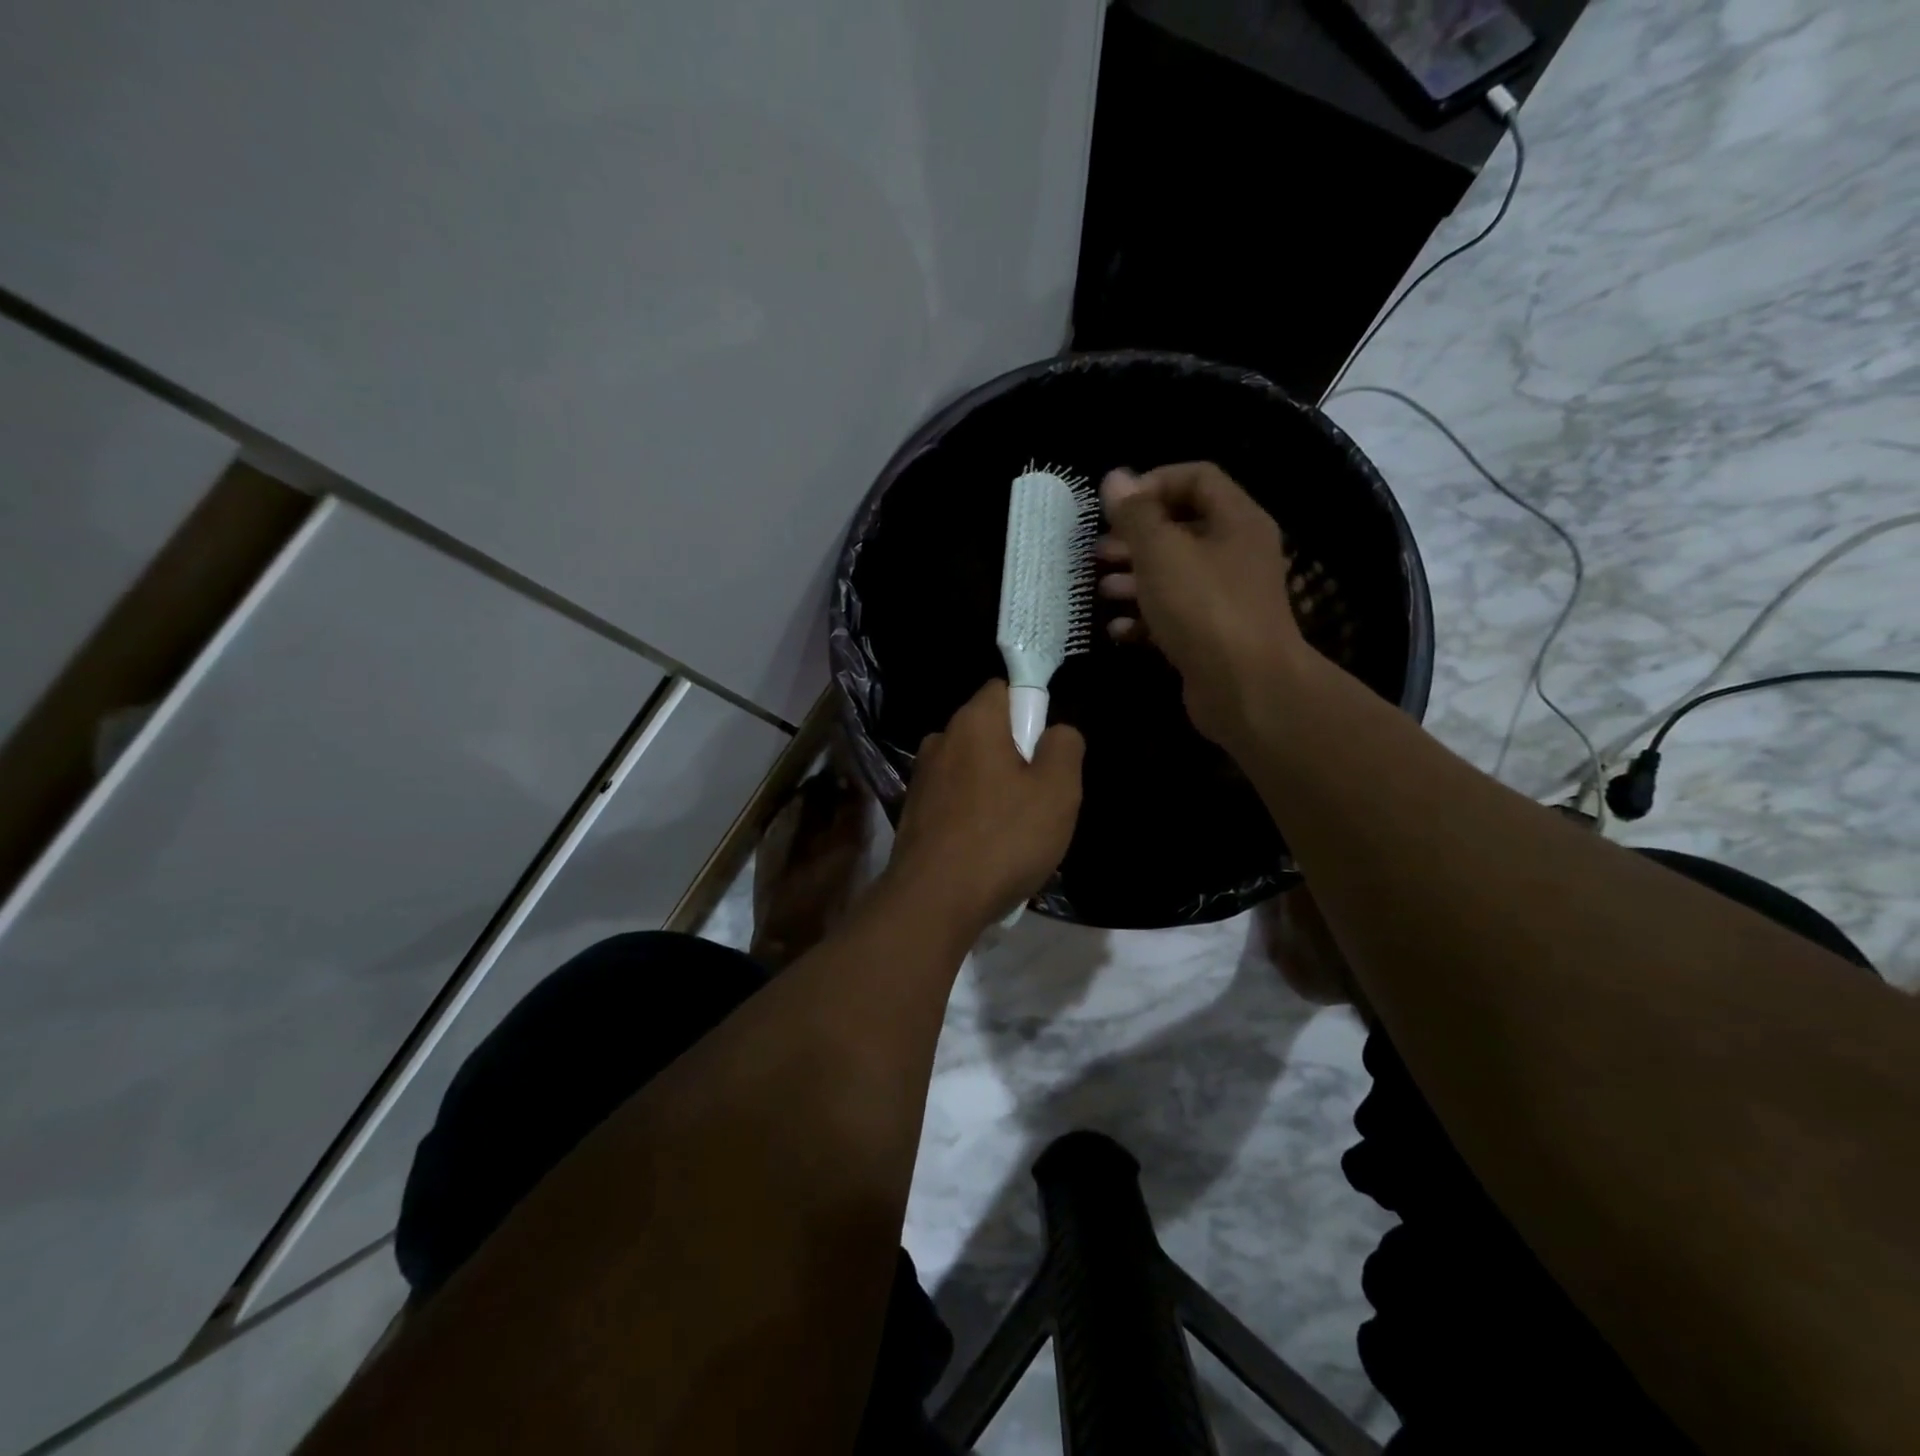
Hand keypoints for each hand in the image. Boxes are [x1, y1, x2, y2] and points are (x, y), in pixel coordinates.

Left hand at [884, 680, 1084, 933]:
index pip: (1004, 688)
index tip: (1047, 747)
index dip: (1032, 709)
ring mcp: (922, 778)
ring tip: (1015, 830)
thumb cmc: (1003, 839)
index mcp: (973, 723)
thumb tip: (1056, 731)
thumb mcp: (1058, 791)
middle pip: (988, 731)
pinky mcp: (913, 813)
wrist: (933, 901)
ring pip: (971, 768)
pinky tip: (986, 848)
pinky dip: (972, 813)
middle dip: (1016, 755)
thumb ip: (1065, 747)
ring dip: (994, 788)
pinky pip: (954, 799)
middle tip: (1040, 796)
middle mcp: (940, 740)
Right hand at [1098, 463, 1307, 747]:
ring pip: (1174, 575)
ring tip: (1101, 589)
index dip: (1153, 483)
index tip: (1115, 507)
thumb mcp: (1162, 552)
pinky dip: (1146, 618)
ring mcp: (1227, 597)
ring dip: (1134, 578)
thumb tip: (1116, 477)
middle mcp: (1236, 553)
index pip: (1196, 478)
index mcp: (1235, 520)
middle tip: (1098, 551)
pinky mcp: (1213, 635)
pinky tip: (1119, 629)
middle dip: (1135, 537)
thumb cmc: (1204, 608)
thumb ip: (1136, 514)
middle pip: (1181, 528)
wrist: (1246, 688)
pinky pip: (1175, 615)